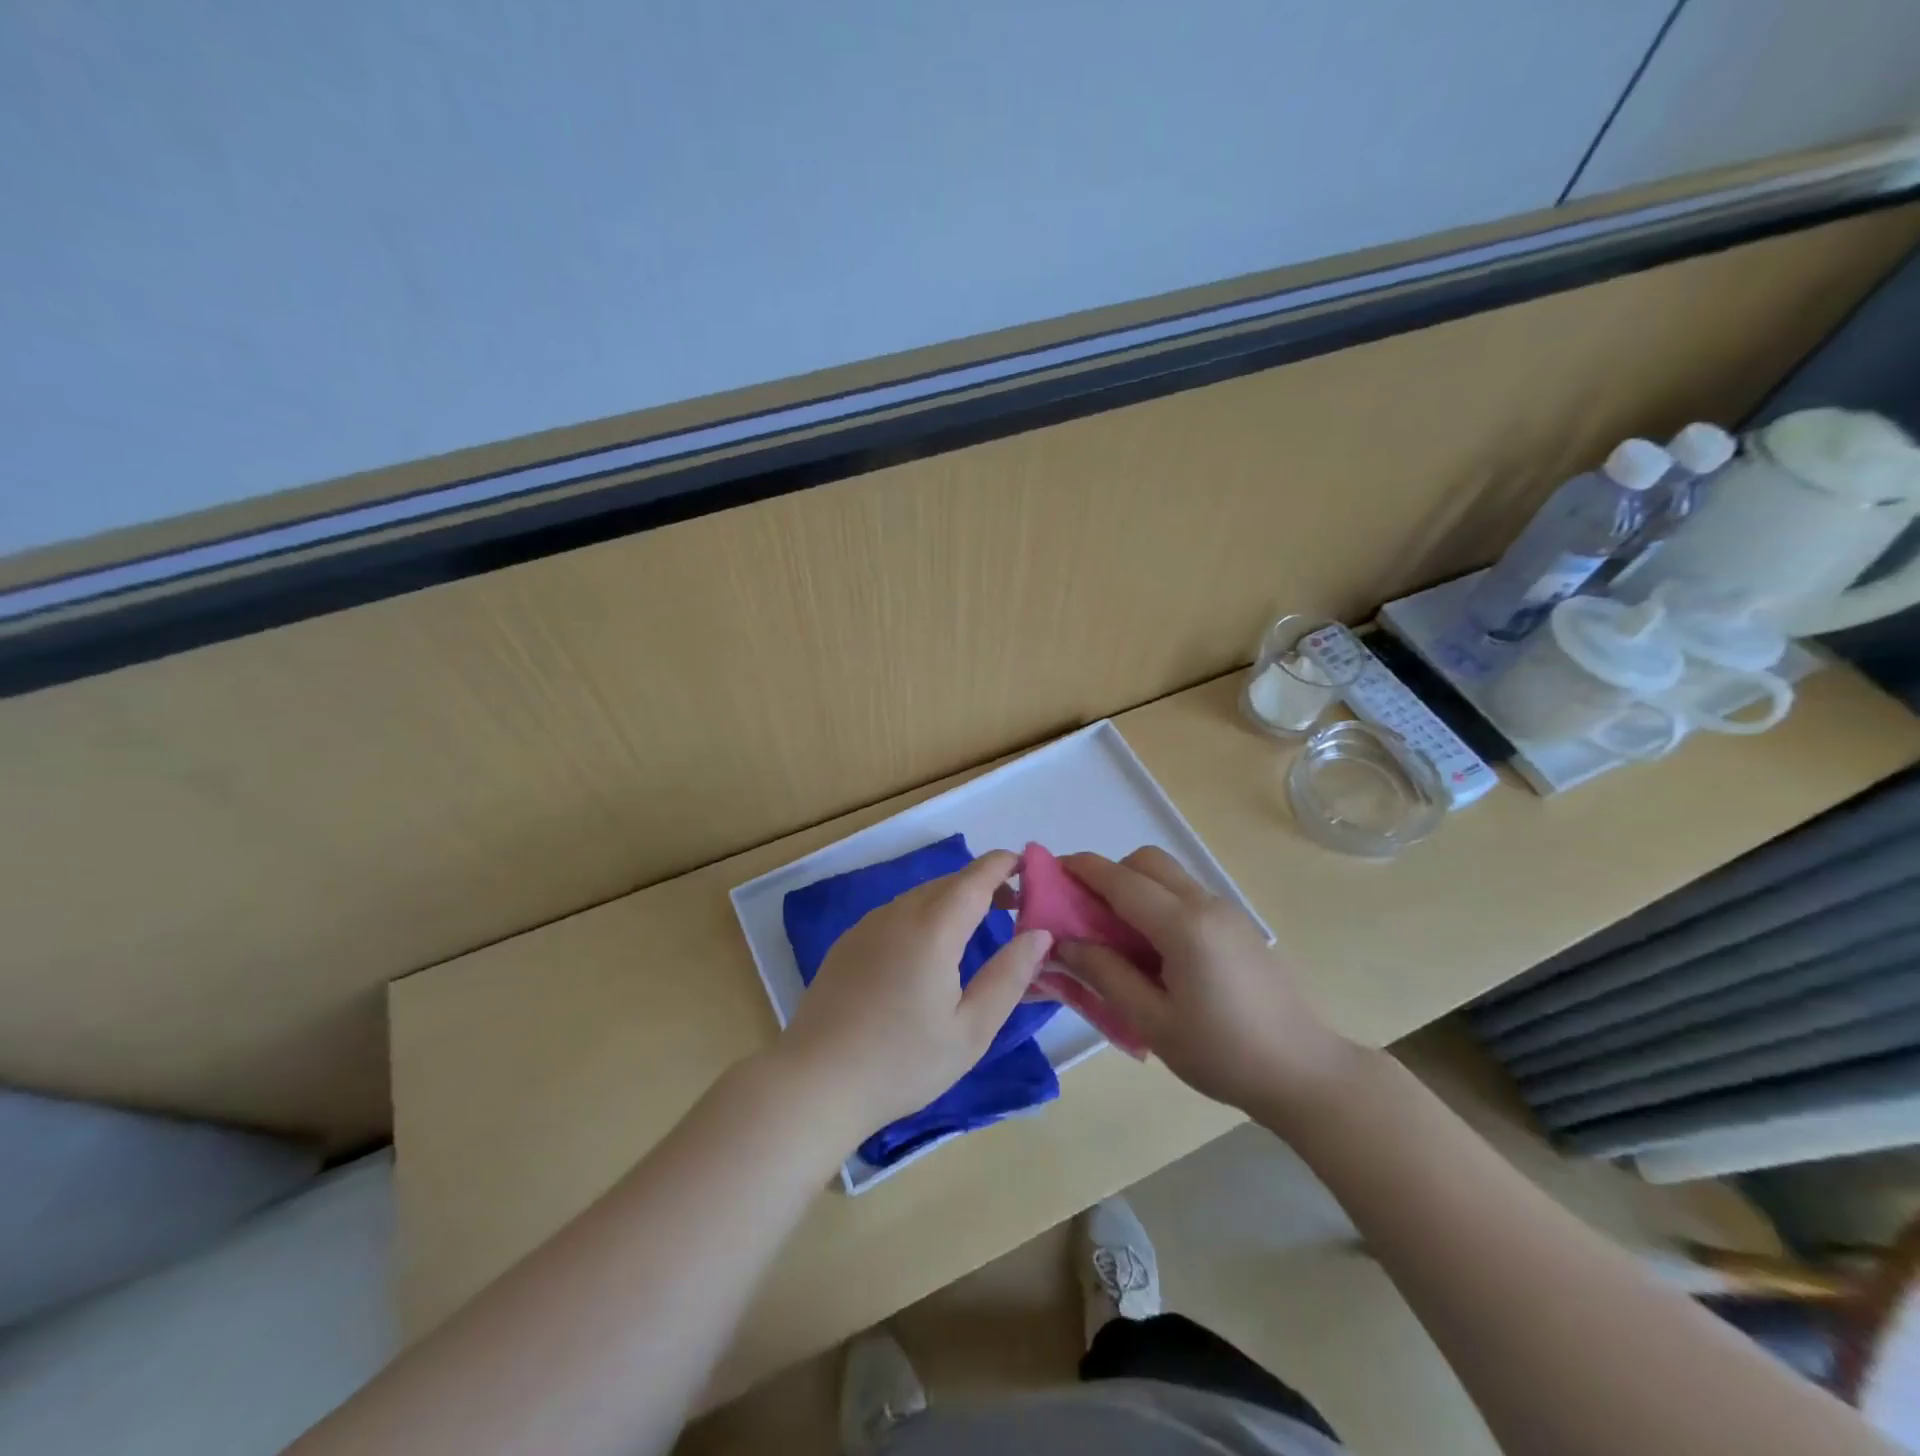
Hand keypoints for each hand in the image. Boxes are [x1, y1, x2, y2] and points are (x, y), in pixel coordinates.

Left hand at [777, 849, 1053, 1148]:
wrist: (815, 1082)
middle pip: (949, 883)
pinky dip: (924, 915)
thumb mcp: (971, 1030)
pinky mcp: (848, 943)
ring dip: (953, 900)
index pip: (976, 877)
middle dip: (984, 885)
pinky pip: (896, 913)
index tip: (1031, 867)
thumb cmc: (902, 1062)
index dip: (1004, 865)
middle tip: (1015, 907)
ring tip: (977, 927)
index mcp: (933, 928)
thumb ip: (1010, 977)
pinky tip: (928, 951)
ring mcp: (868, 926)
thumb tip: (1040, 934)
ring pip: (921, 896)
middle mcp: (898, 914)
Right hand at [1053, 848, 1358, 1116]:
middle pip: (1147, 862)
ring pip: (1169, 874)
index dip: (1081, 870)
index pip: (1120, 879)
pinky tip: (1153, 949)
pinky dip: (1158, 901)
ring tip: (1116, 934)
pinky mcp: (1237, 925)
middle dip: (1109, 873)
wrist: (1304, 1073)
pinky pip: (1186, 894)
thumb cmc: (1223, 1053)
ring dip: (1135, 886)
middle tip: (1085, 912)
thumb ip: (1104, 975)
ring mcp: (1226, 911)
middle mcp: (1205, 904)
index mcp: (1183, 925)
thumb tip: (1063, 943)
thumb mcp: (1152, 1022)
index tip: (1049, 871)